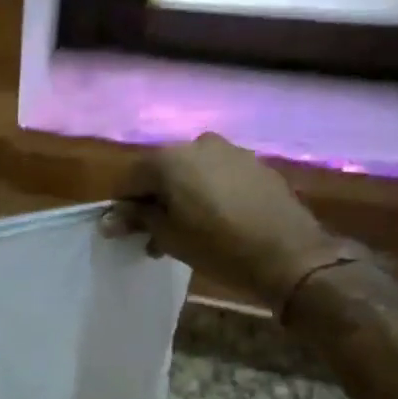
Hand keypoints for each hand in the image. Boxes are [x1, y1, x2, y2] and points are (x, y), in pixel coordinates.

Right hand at [107, 134, 340, 307]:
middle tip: (154, 233)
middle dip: (154, 199)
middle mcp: (197, 144)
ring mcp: (230, 151)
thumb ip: (137, 219)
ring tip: (186, 230)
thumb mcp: (168, 236)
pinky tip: (216, 220)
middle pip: (162, 171)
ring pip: (192, 172)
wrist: (289, 254)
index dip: (124, 205)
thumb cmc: (217, 246)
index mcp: (169, 159)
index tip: (125, 230)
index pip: (130, 178)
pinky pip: (219, 175)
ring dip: (182, 196)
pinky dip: (209, 192)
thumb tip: (108, 219)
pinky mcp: (255, 164)